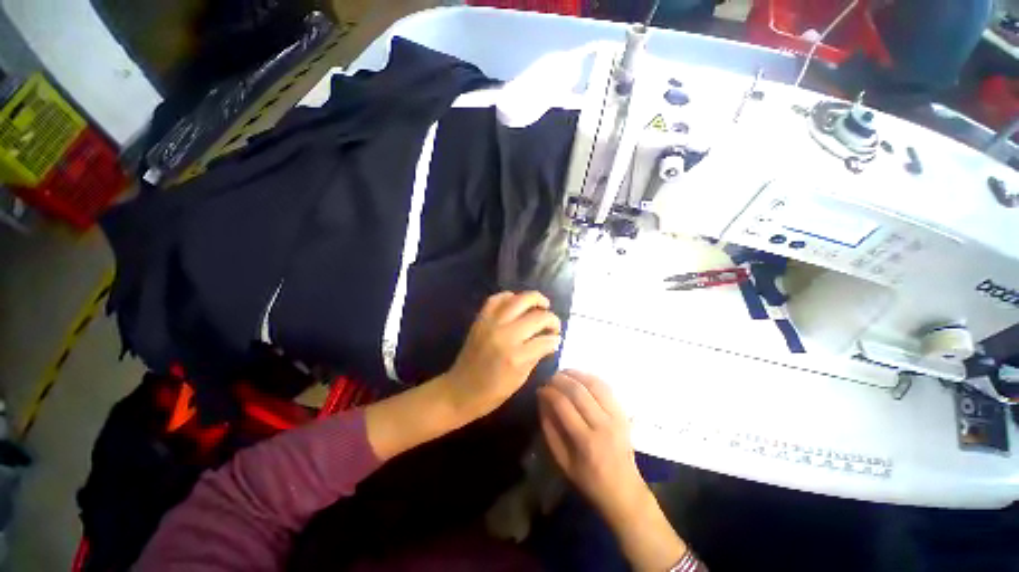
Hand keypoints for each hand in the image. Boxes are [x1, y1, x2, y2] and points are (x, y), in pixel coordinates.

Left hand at [443, 291, 561, 420]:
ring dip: (535, 299)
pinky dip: (509, 296)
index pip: (544, 340)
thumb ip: (537, 356)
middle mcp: (505, 335)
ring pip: (518, 300)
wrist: (459, 390)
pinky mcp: (480, 319)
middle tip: (553, 324)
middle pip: (536, 316)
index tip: (557, 339)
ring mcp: (491, 324)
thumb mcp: (520, 379)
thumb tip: (552, 341)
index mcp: (516, 357)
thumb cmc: (492, 392)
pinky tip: (517, 302)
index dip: (555, 339)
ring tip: (543, 304)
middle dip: (551, 318)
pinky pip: (496, 299)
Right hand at [539, 371, 688, 571]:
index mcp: (586, 442)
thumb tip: (542, 401)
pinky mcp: (623, 413)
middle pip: (578, 391)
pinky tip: (580, 376)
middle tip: (549, 378)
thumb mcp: (562, 462)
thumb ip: (550, 430)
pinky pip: (606, 387)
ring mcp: (616, 416)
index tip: (540, 389)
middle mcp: (603, 425)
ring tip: (562, 372)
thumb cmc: (589, 480)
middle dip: (560, 379)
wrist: (624, 491)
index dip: (549, 392)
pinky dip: (591, 377)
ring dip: (576, 374)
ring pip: (594, 384)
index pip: (563, 405)